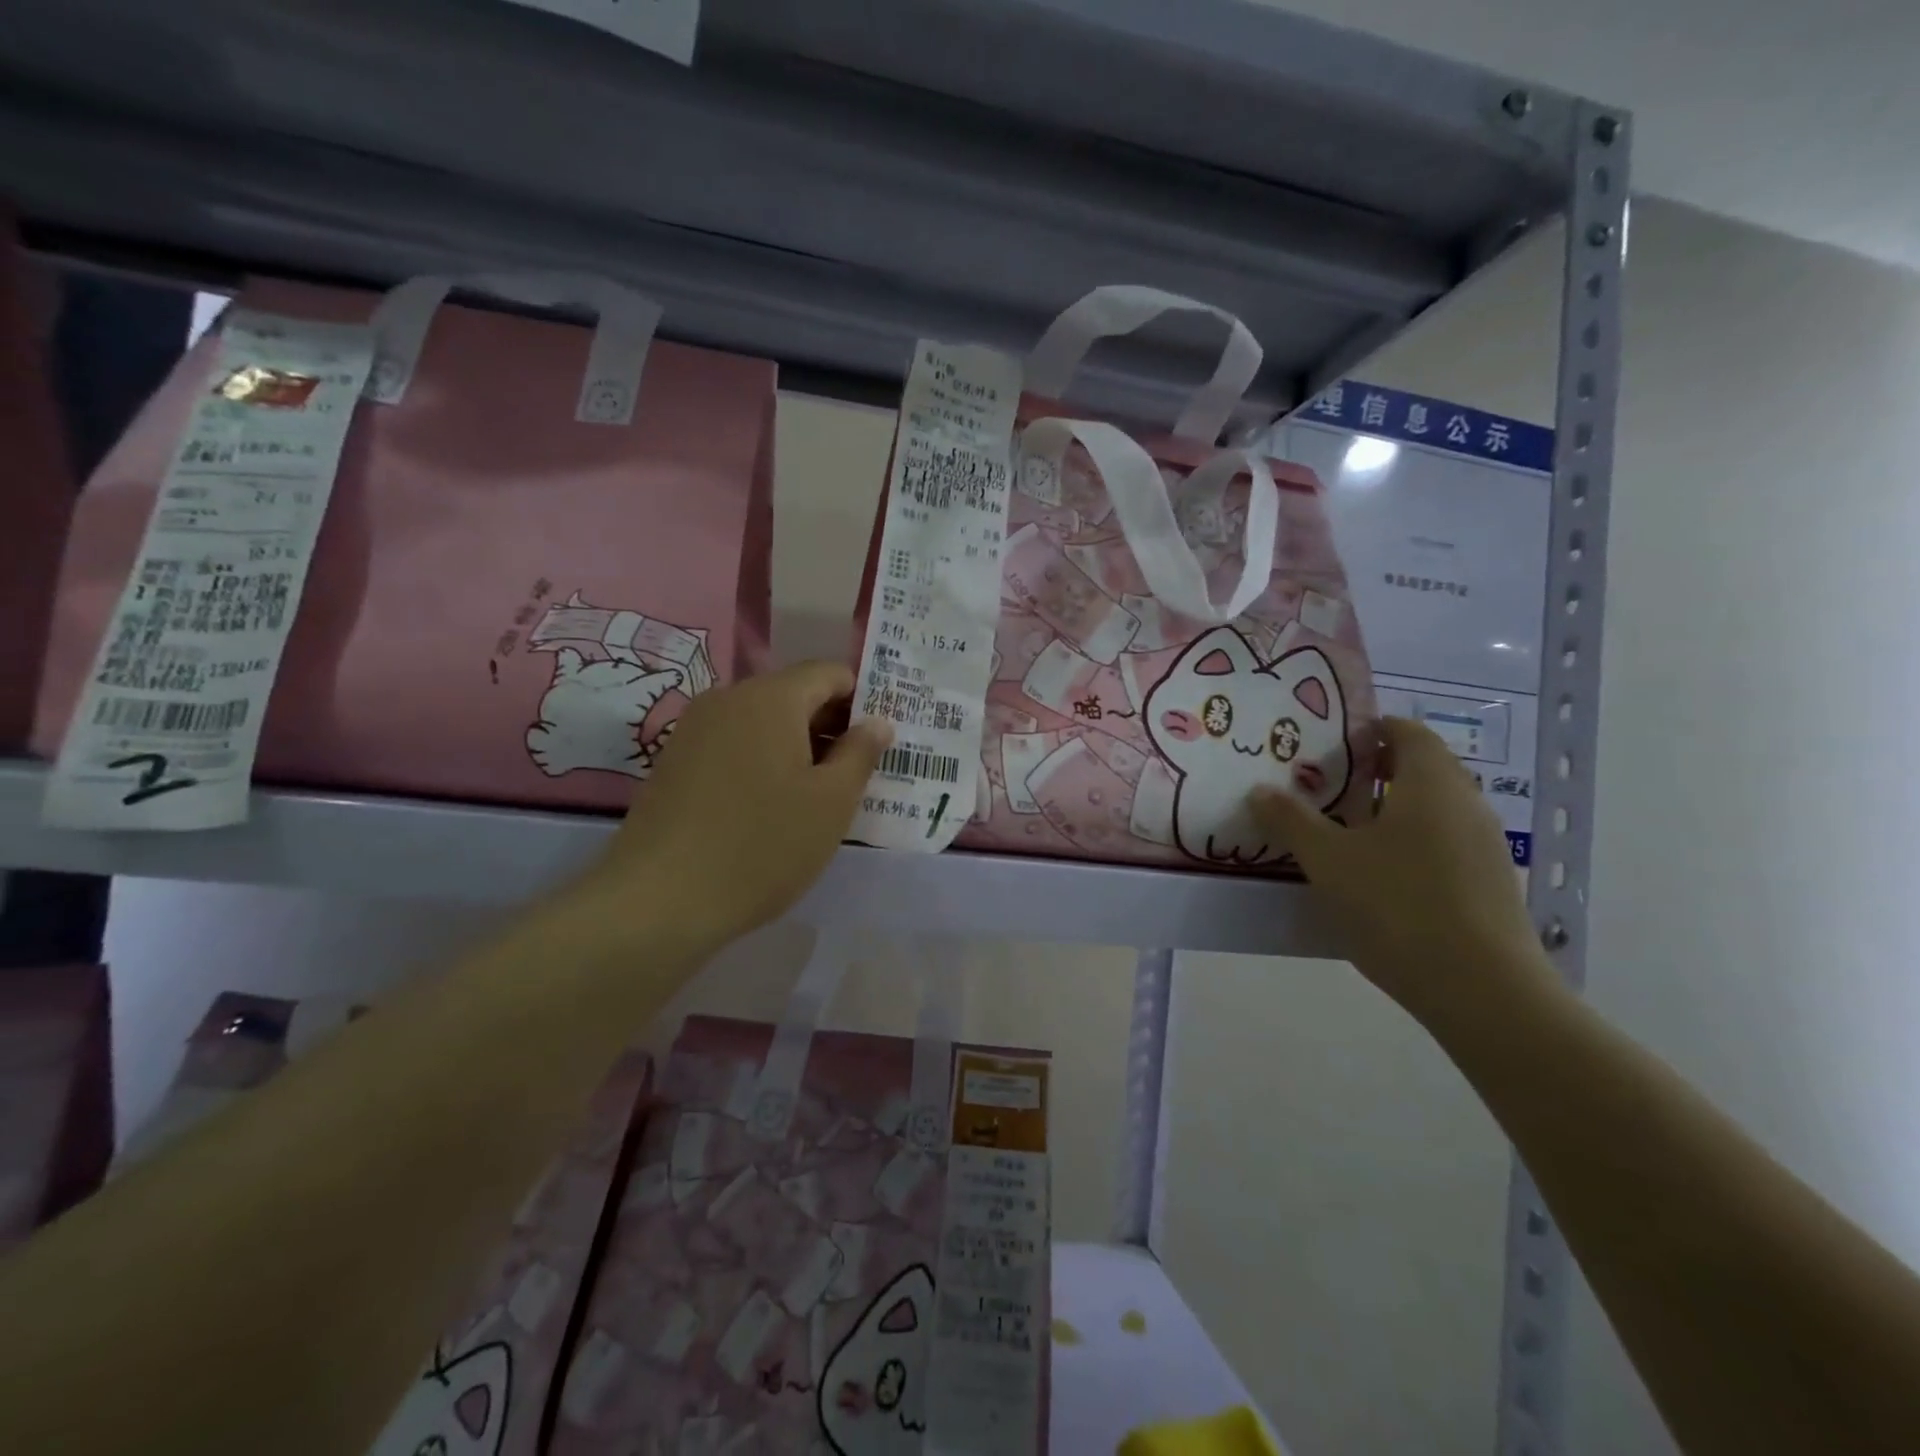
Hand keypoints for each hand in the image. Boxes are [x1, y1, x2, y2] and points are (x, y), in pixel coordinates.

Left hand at [573, 662, 890, 952]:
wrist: (660, 899)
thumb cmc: (762, 845)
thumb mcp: (831, 802)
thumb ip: (860, 752)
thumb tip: (877, 721)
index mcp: (772, 697)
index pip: (830, 673)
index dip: (862, 701)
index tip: (877, 743)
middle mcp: (729, 698)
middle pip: (794, 694)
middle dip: (830, 725)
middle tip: (855, 773)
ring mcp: (695, 728)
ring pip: (762, 721)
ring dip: (796, 746)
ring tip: (814, 796)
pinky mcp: (674, 760)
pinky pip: (733, 744)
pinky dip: (761, 761)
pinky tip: (769, 806)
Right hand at [1251, 717, 1553, 1024]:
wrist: (1482, 990)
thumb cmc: (1398, 905)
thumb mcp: (1328, 860)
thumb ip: (1291, 820)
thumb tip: (1260, 790)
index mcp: (1431, 783)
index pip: (1407, 732)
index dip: (1370, 730)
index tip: (1331, 743)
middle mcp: (1466, 804)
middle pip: (1423, 768)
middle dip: (1377, 770)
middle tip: (1328, 784)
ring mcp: (1485, 846)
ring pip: (1435, 809)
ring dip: (1393, 809)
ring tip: (1345, 830)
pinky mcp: (1490, 885)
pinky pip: (1445, 844)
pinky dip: (1412, 843)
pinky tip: (1379, 876)